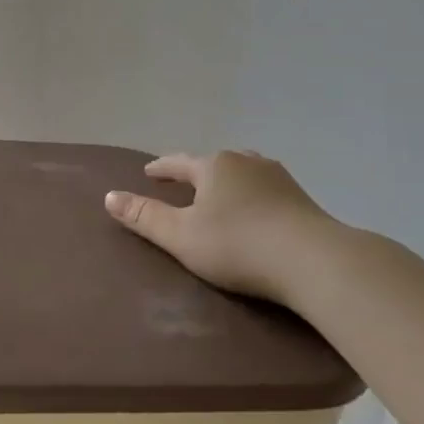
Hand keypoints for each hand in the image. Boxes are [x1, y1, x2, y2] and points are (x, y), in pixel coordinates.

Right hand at [104, 151, 347, 304]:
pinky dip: (252, 195)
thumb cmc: (238, 246)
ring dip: (228, 181)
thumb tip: (108, 196)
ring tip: (220, 194)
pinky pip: (266, 190)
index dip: (162, 168)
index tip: (148, 172)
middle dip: (197, 172)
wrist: (315, 261)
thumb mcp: (180, 236)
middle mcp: (247, 162)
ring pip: (244, 172)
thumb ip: (144, 217)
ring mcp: (280, 178)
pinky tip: (255, 210)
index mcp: (214, 166)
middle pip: (214, 163)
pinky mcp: (303, 200)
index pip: (179, 162)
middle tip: (183, 184)